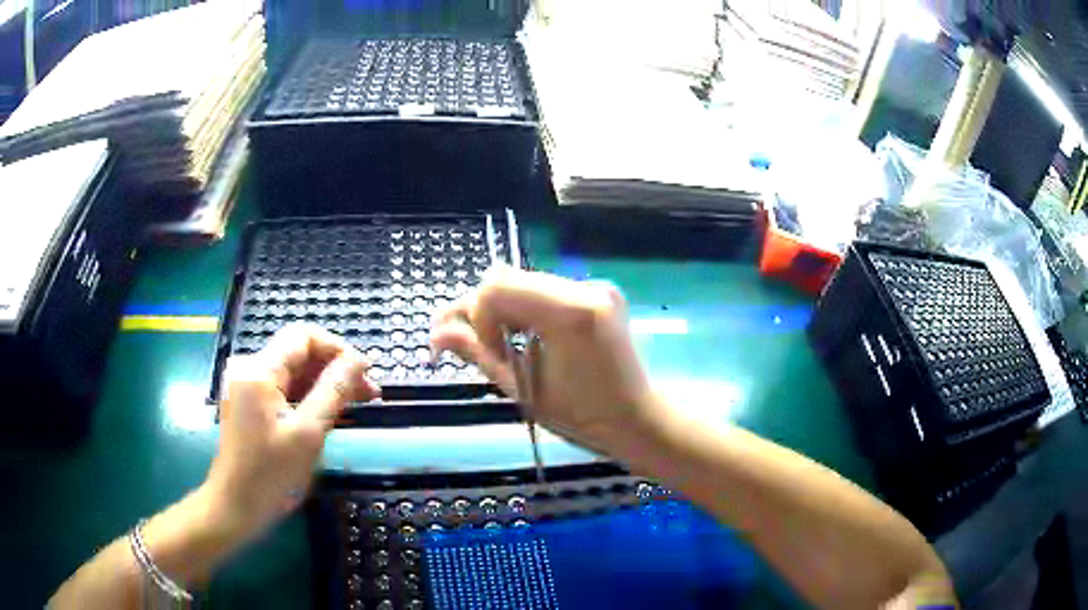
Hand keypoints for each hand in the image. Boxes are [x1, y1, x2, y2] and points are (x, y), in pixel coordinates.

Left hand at [204, 323, 380, 542]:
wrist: (235, 507)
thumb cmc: (270, 474)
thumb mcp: (308, 433)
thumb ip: (333, 390)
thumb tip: (359, 359)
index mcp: (259, 370)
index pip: (303, 336)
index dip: (337, 348)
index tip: (365, 373)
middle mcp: (250, 370)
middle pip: (298, 353)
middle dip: (335, 368)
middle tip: (369, 393)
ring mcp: (248, 389)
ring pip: (293, 373)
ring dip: (325, 384)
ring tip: (356, 404)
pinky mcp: (250, 407)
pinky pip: (284, 391)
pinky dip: (309, 398)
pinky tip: (330, 413)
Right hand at [430, 267, 657, 451]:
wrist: (638, 420)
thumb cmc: (584, 417)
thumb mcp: (524, 390)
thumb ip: (478, 353)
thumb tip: (436, 332)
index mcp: (571, 312)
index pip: (497, 286)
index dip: (478, 317)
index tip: (491, 352)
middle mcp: (586, 287)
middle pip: (508, 278)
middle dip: (487, 312)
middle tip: (488, 349)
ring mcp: (596, 286)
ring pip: (525, 282)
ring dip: (505, 311)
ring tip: (508, 347)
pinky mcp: (599, 292)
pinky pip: (546, 291)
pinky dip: (527, 311)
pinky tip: (531, 339)